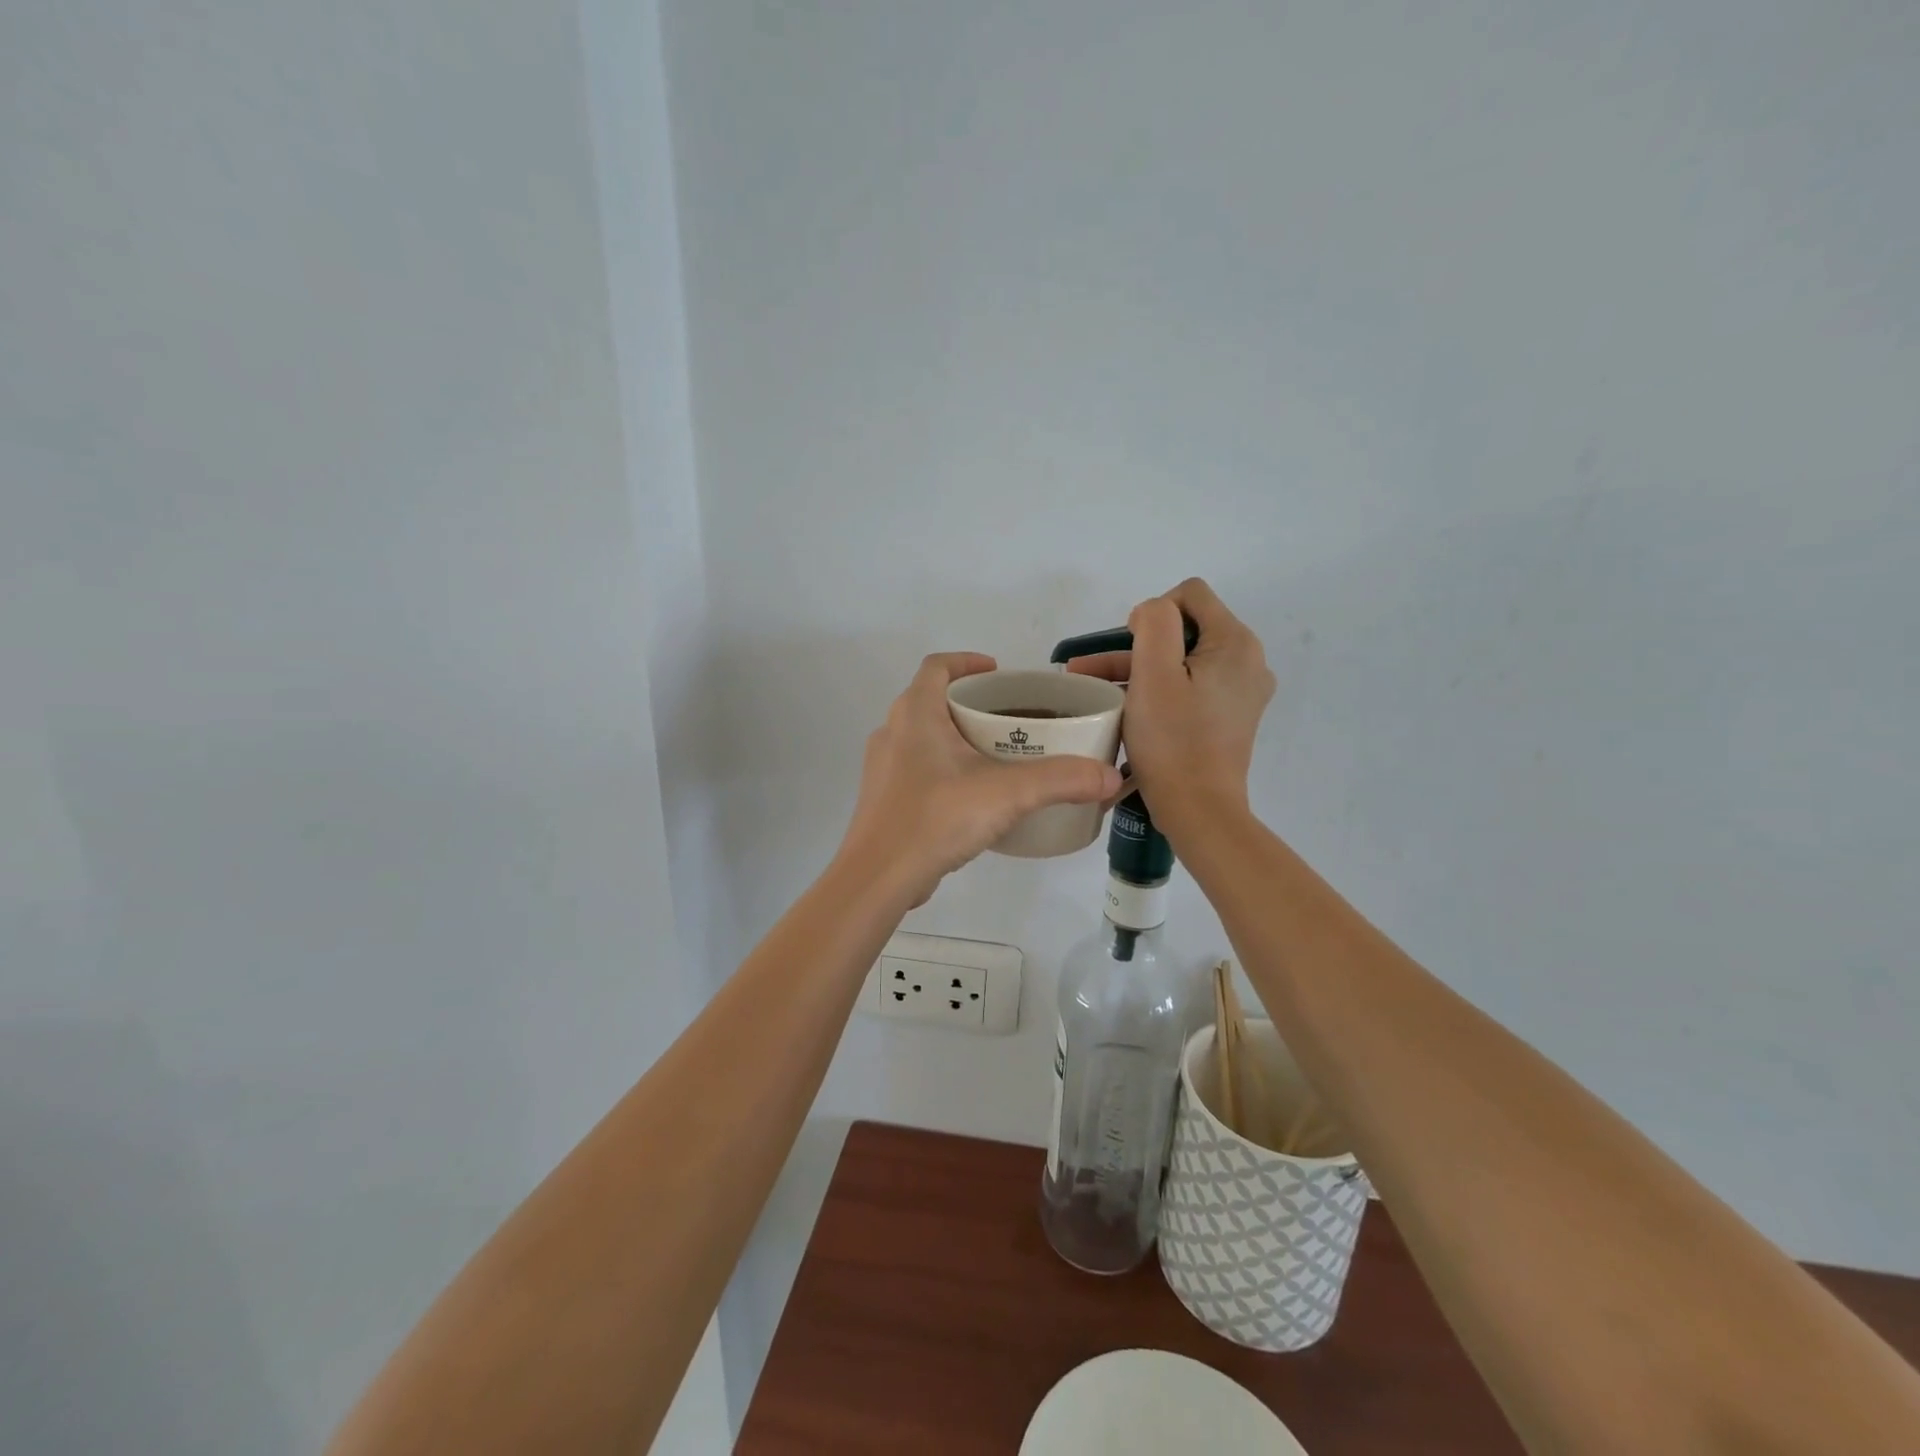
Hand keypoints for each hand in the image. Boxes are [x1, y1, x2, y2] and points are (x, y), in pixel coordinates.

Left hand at [839, 653, 1124, 904]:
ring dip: (956, 737)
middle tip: (1009, 719)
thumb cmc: (936, 818)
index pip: (937, 666)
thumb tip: (1109, 776)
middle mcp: (893, 732)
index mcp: (915, 714)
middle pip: (932, 700)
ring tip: (996, 756)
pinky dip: (944, 769)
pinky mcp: (884, 800)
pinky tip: (972, 796)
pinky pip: (917, 769)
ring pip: (923, 737)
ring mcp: (883, 768)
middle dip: (970, 703)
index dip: (967, 662)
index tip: (998, 673)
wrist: (878, 878)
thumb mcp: (1007, 794)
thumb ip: (1061, 780)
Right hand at [1066, 579, 1272, 828]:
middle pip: (1186, 629)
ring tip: (1093, 688)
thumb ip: (1154, 624)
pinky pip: (1191, 686)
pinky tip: (1125, 707)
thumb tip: (1152, 613)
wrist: (1198, 810)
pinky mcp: (1230, 716)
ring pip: (1184, 661)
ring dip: (1140, 669)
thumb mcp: (1154, 674)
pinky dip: (1160, 690)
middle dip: (1137, 645)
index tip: (1130, 648)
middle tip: (1092, 670)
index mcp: (1235, 643)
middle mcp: (1248, 661)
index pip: (1190, 595)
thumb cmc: (1172, 741)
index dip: (1152, 613)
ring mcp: (1241, 691)